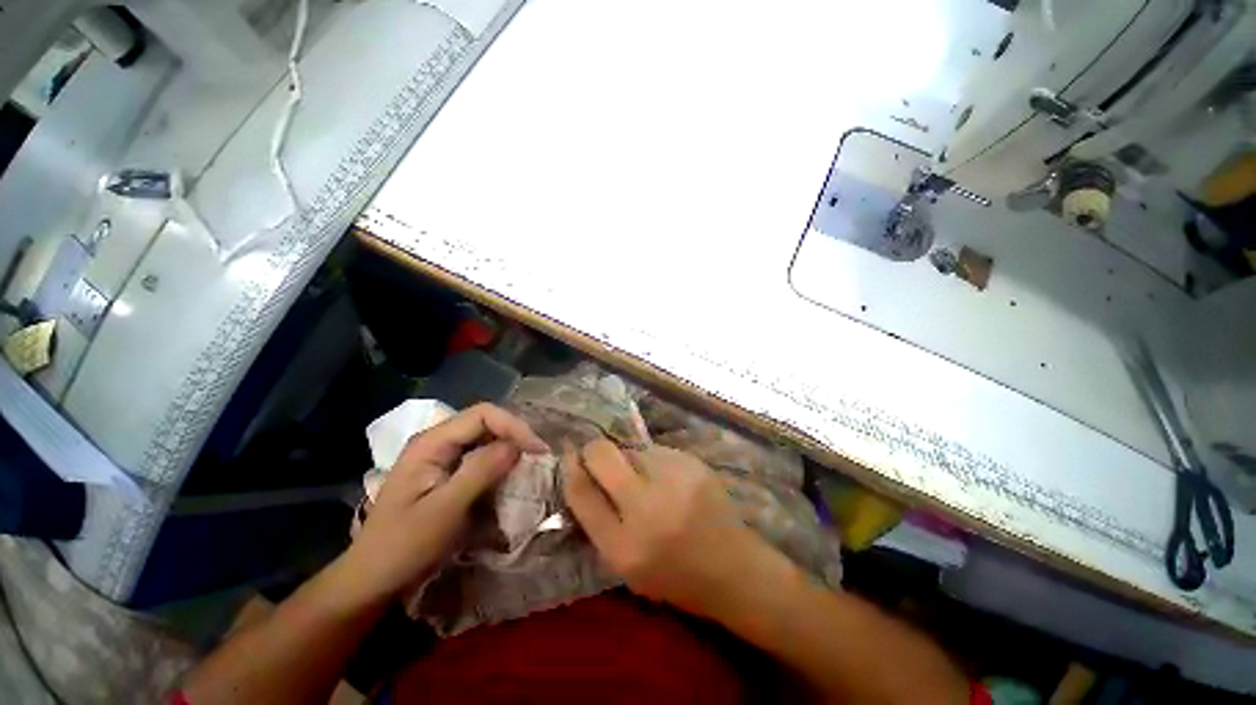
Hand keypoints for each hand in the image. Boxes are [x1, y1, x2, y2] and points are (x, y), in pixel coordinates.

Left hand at [339, 403, 548, 605]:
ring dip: (509, 449)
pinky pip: (479, 457)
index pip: (483, 414)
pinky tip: (509, 477)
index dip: (514, 426)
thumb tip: (517, 445)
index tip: (538, 450)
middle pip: (485, 422)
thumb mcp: (446, 510)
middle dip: (514, 436)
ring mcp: (440, 456)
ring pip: (485, 439)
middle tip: (538, 458)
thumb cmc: (404, 546)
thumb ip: (481, 471)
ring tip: (530, 466)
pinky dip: (499, 463)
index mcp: (431, 442)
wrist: (371, 580)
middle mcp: (436, 441)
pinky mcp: (445, 473)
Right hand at [562, 439, 773, 618]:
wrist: (734, 569)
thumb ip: (599, 521)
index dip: (570, 468)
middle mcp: (646, 508)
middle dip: (593, 451)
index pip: (581, 492)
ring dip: (628, 459)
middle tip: (597, 457)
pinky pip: (657, 450)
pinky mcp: (693, 463)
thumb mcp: (625, 565)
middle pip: (602, 455)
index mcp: (623, 546)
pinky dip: (653, 461)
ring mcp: (674, 479)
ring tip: (644, 479)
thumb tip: (579, 472)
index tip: (568, 455)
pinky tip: (666, 479)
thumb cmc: (674, 575)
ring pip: (631, 448)